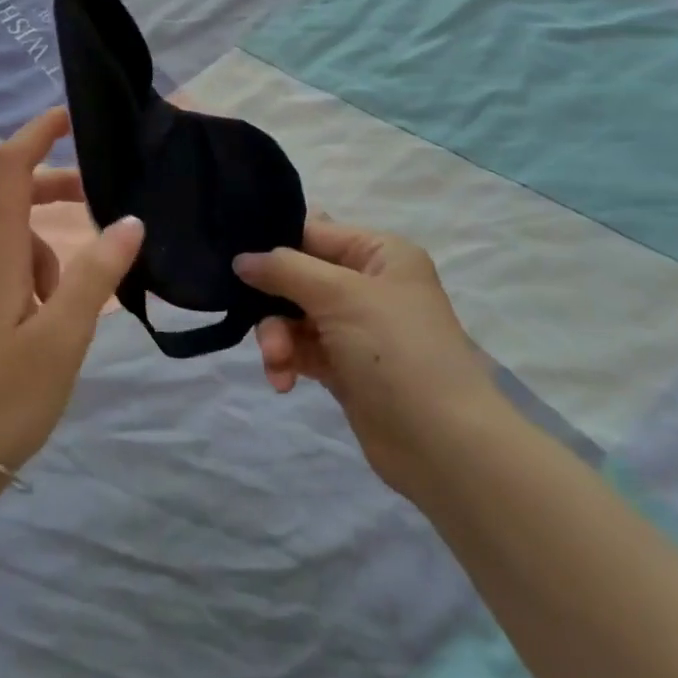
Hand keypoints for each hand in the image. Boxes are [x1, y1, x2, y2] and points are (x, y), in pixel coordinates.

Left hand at [0, 107, 145, 478]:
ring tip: (64, 315)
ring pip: (8, 241)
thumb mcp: (64, 335)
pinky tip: (40, 326)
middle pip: (11, 201)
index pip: (8, 168)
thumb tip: (129, 221)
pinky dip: (27, 276)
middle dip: (56, 199)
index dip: (37, 133)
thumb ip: (96, 273)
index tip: (70, 118)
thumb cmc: (8, 396)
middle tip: (102, 217)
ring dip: (45, 255)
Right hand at [234, 221, 504, 497]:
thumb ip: (285, 270)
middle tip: (254, 320)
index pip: (313, 232)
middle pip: (297, 276)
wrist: (443, 444)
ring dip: (277, 337)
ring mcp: (356, 328)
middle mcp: (368, 285)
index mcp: (379, 254)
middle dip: (273, 301)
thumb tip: (241, 259)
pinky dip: (287, 361)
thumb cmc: (396, 351)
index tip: (234, 258)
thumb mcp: (340, 295)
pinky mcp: (344, 366)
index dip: (275, 244)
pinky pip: (301, 350)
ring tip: (277, 362)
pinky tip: (282, 380)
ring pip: (293, 316)